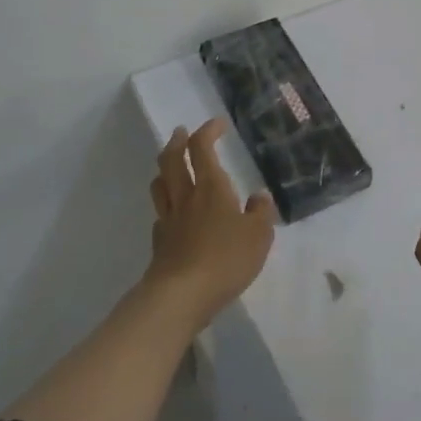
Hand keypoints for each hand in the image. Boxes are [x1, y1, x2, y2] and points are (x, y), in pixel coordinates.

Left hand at [144, 119, 275, 330]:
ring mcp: (169, 220)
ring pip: (160, 185)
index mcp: (211, 187)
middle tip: (181, 132)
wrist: (181, 296)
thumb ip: (261, 212)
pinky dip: (166, 206)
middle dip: (177, 142)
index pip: (202, 148)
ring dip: (164, 169)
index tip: (218, 124)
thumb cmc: (225, 259)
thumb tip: (258, 196)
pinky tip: (173, 214)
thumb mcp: (259, 236)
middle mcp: (186, 197)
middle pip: (172, 160)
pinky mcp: (159, 244)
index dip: (208, 131)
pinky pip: (160, 215)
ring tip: (171, 166)